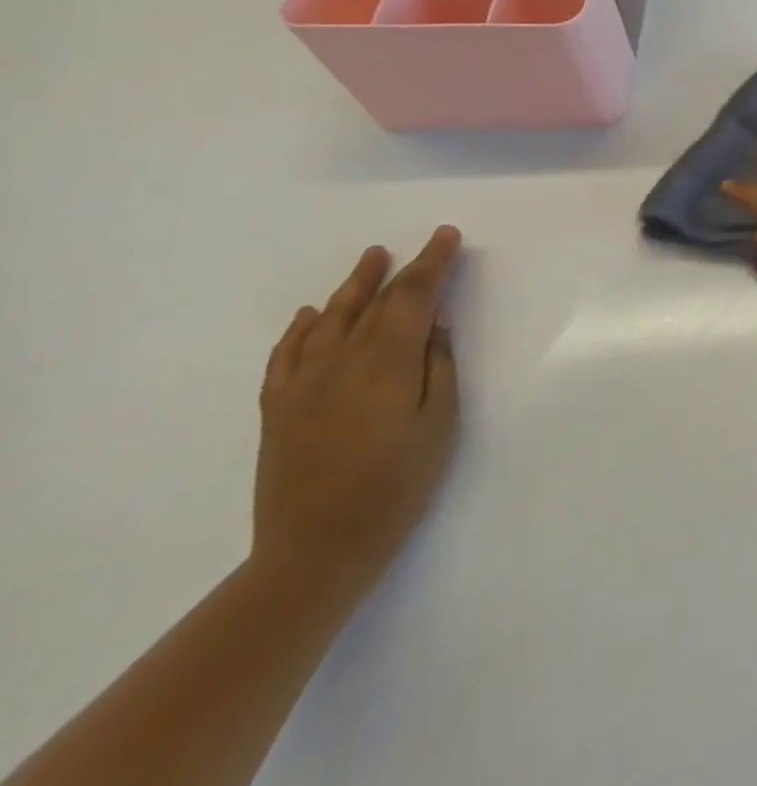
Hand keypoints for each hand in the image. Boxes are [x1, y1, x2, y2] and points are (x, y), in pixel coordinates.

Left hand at [252, 227, 462, 602]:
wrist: (317, 549)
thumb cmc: (398, 483)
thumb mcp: (439, 421)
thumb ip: (438, 365)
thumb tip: (435, 321)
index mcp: (386, 361)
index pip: (413, 297)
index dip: (432, 264)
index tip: (448, 236)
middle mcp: (340, 361)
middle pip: (375, 302)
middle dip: (402, 269)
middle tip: (423, 243)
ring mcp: (303, 385)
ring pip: (330, 319)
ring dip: (353, 286)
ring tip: (372, 258)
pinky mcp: (279, 409)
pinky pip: (286, 355)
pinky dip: (300, 329)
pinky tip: (309, 315)